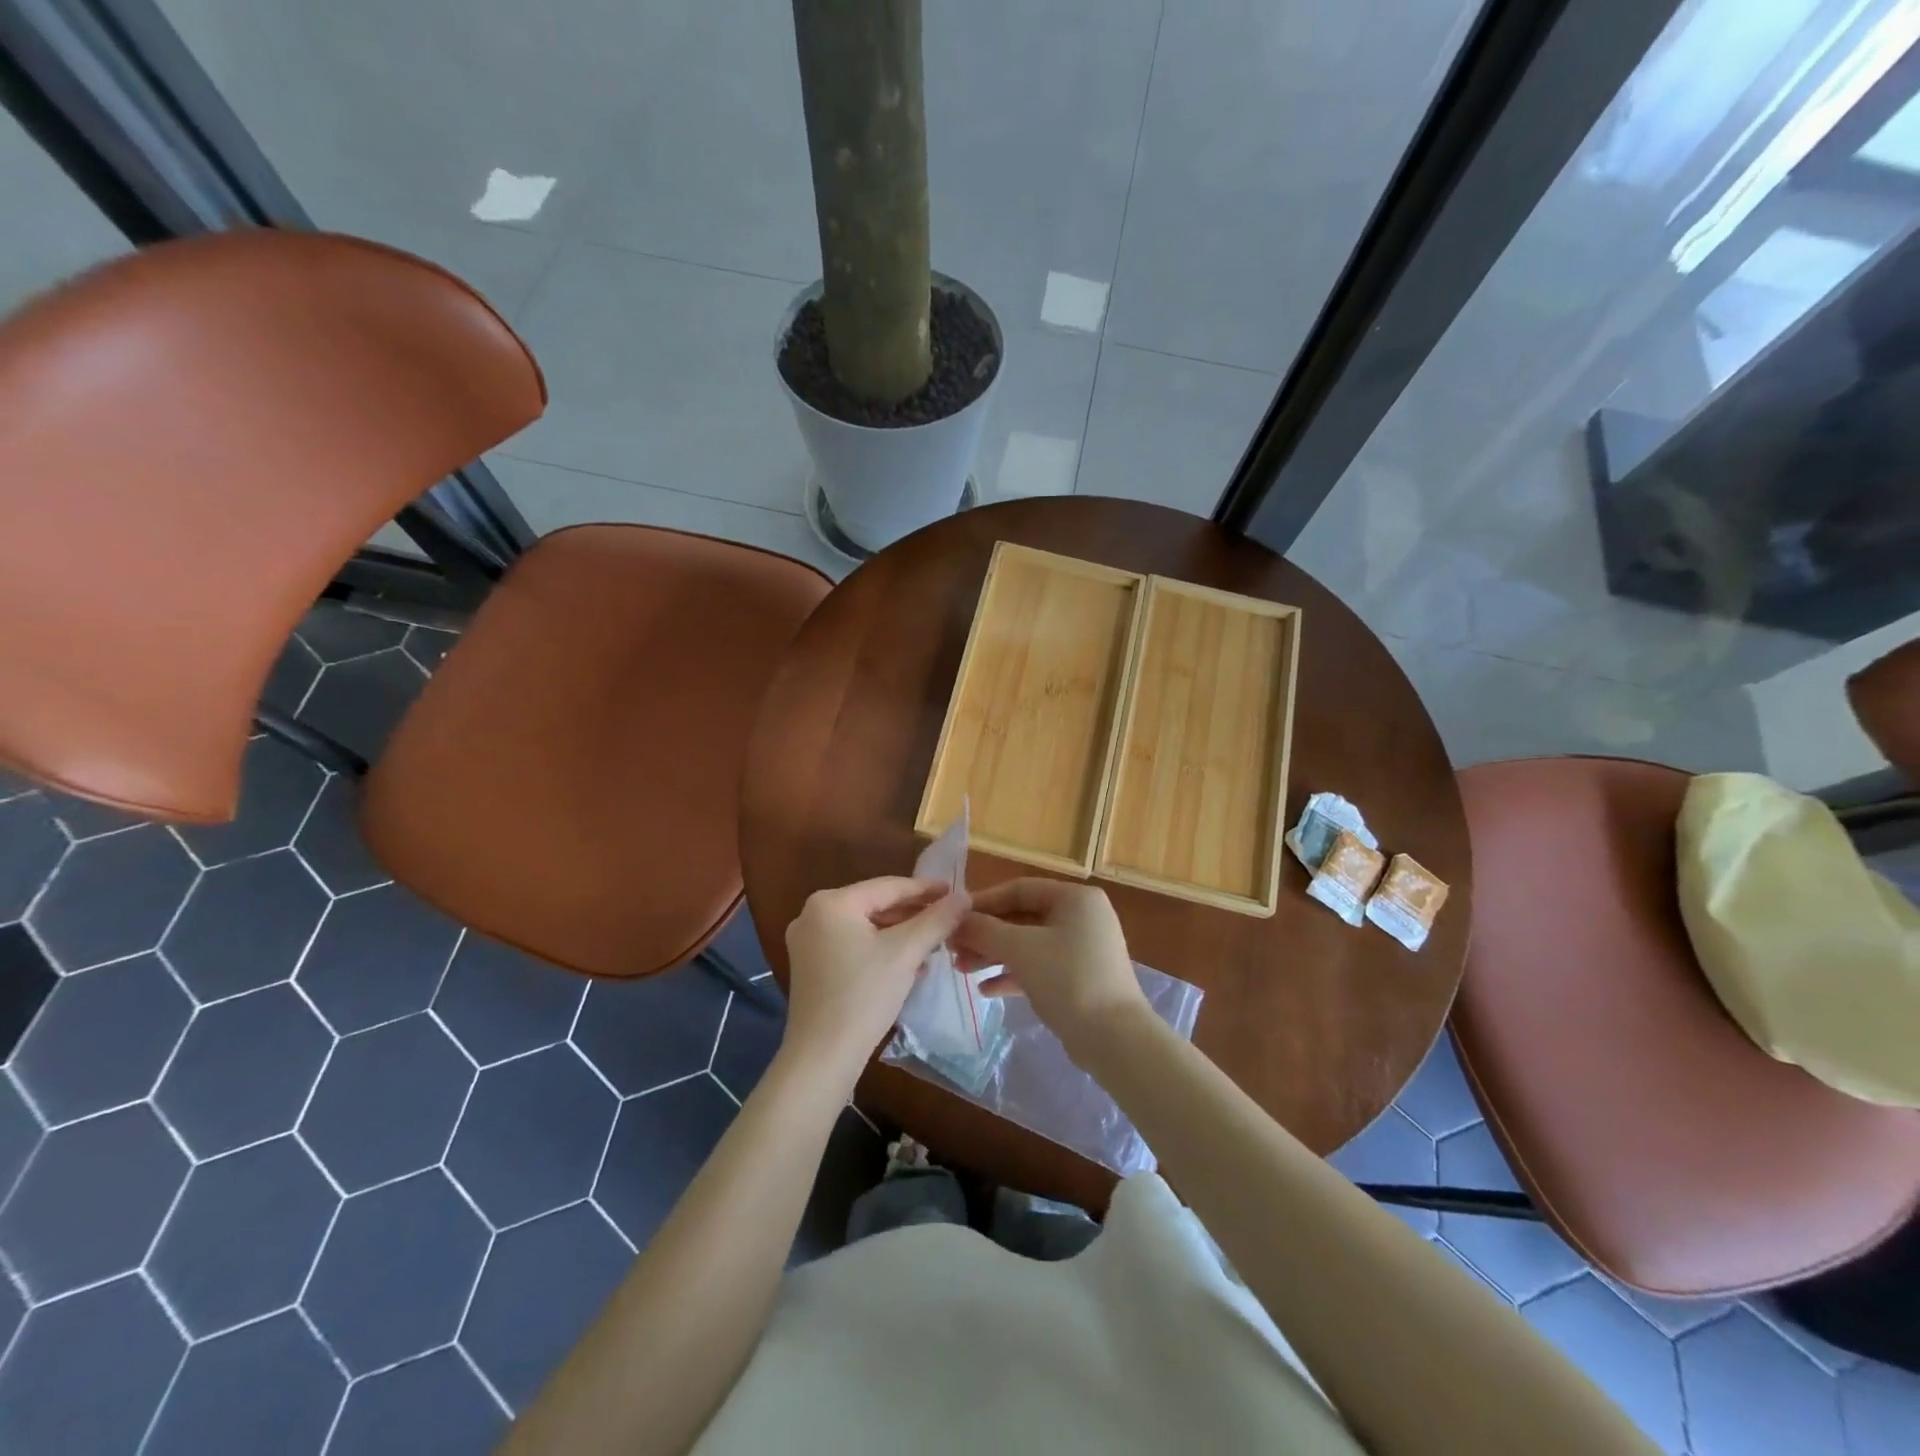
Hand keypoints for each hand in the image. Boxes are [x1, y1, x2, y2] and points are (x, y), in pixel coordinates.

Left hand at [781, 876, 969, 1081]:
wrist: (822, 1057)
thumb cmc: (864, 996)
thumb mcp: (906, 953)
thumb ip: (936, 920)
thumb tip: (964, 896)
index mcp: (831, 902)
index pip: (888, 886)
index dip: (925, 889)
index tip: (955, 892)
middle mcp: (812, 914)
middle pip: (875, 905)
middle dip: (913, 914)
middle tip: (948, 918)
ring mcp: (808, 942)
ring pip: (866, 927)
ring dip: (900, 933)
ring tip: (935, 941)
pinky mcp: (811, 967)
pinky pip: (853, 945)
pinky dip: (881, 949)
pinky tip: (910, 963)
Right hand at [950, 879, 1148, 1057]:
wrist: (1115, 1039)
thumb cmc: (1068, 979)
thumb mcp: (1021, 949)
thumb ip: (984, 930)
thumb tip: (955, 920)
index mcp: (1075, 898)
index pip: (1019, 889)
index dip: (983, 902)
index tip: (953, 918)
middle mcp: (1082, 917)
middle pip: (1022, 917)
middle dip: (986, 934)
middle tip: (953, 948)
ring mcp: (1083, 949)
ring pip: (1029, 944)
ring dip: (994, 955)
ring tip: (962, 970)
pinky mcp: (1080, 978)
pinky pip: (1040, 967)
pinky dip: (1013, 975)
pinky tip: (986, 991)